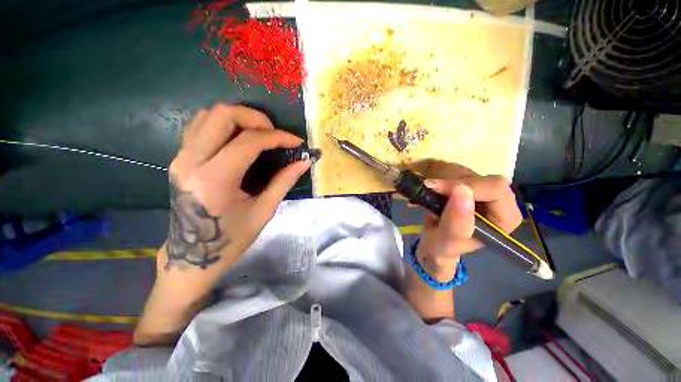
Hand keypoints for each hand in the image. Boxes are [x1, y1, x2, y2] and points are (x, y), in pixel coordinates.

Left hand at [161, 104, 310, 275]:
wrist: (191, 256)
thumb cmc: (230, 239)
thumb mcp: (263, 211)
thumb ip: (284, 181)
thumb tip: (304, 162)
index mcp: (215, 180)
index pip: (249, 141)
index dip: (277, 137)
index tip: (296, 142)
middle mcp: (191, 162)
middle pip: (221, 115)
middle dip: (255, 117)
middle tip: (274, 134)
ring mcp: (180, 158)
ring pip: (208, 115)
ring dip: (239, 118)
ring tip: (260, 135)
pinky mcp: (179, 159)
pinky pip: (200, 126)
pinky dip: (223, 125)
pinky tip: (240, 140)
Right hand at [416, 162, 521, 281]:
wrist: (435, 242)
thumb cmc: (443, 246)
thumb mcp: (447, 240)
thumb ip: (457, 222)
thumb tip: (462, 190)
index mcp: (505, 218)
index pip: (495, 189)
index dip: (467, 186)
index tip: (437, 189)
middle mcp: (501, 203)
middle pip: (483, 178)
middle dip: (454, 183)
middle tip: (431, 188)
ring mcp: (486, 193)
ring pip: (470, 173)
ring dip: (446, 181)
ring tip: (430, 192)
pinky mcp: (472, 187)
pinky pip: (459, 174)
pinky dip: (443, 179)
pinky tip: (433, 190)